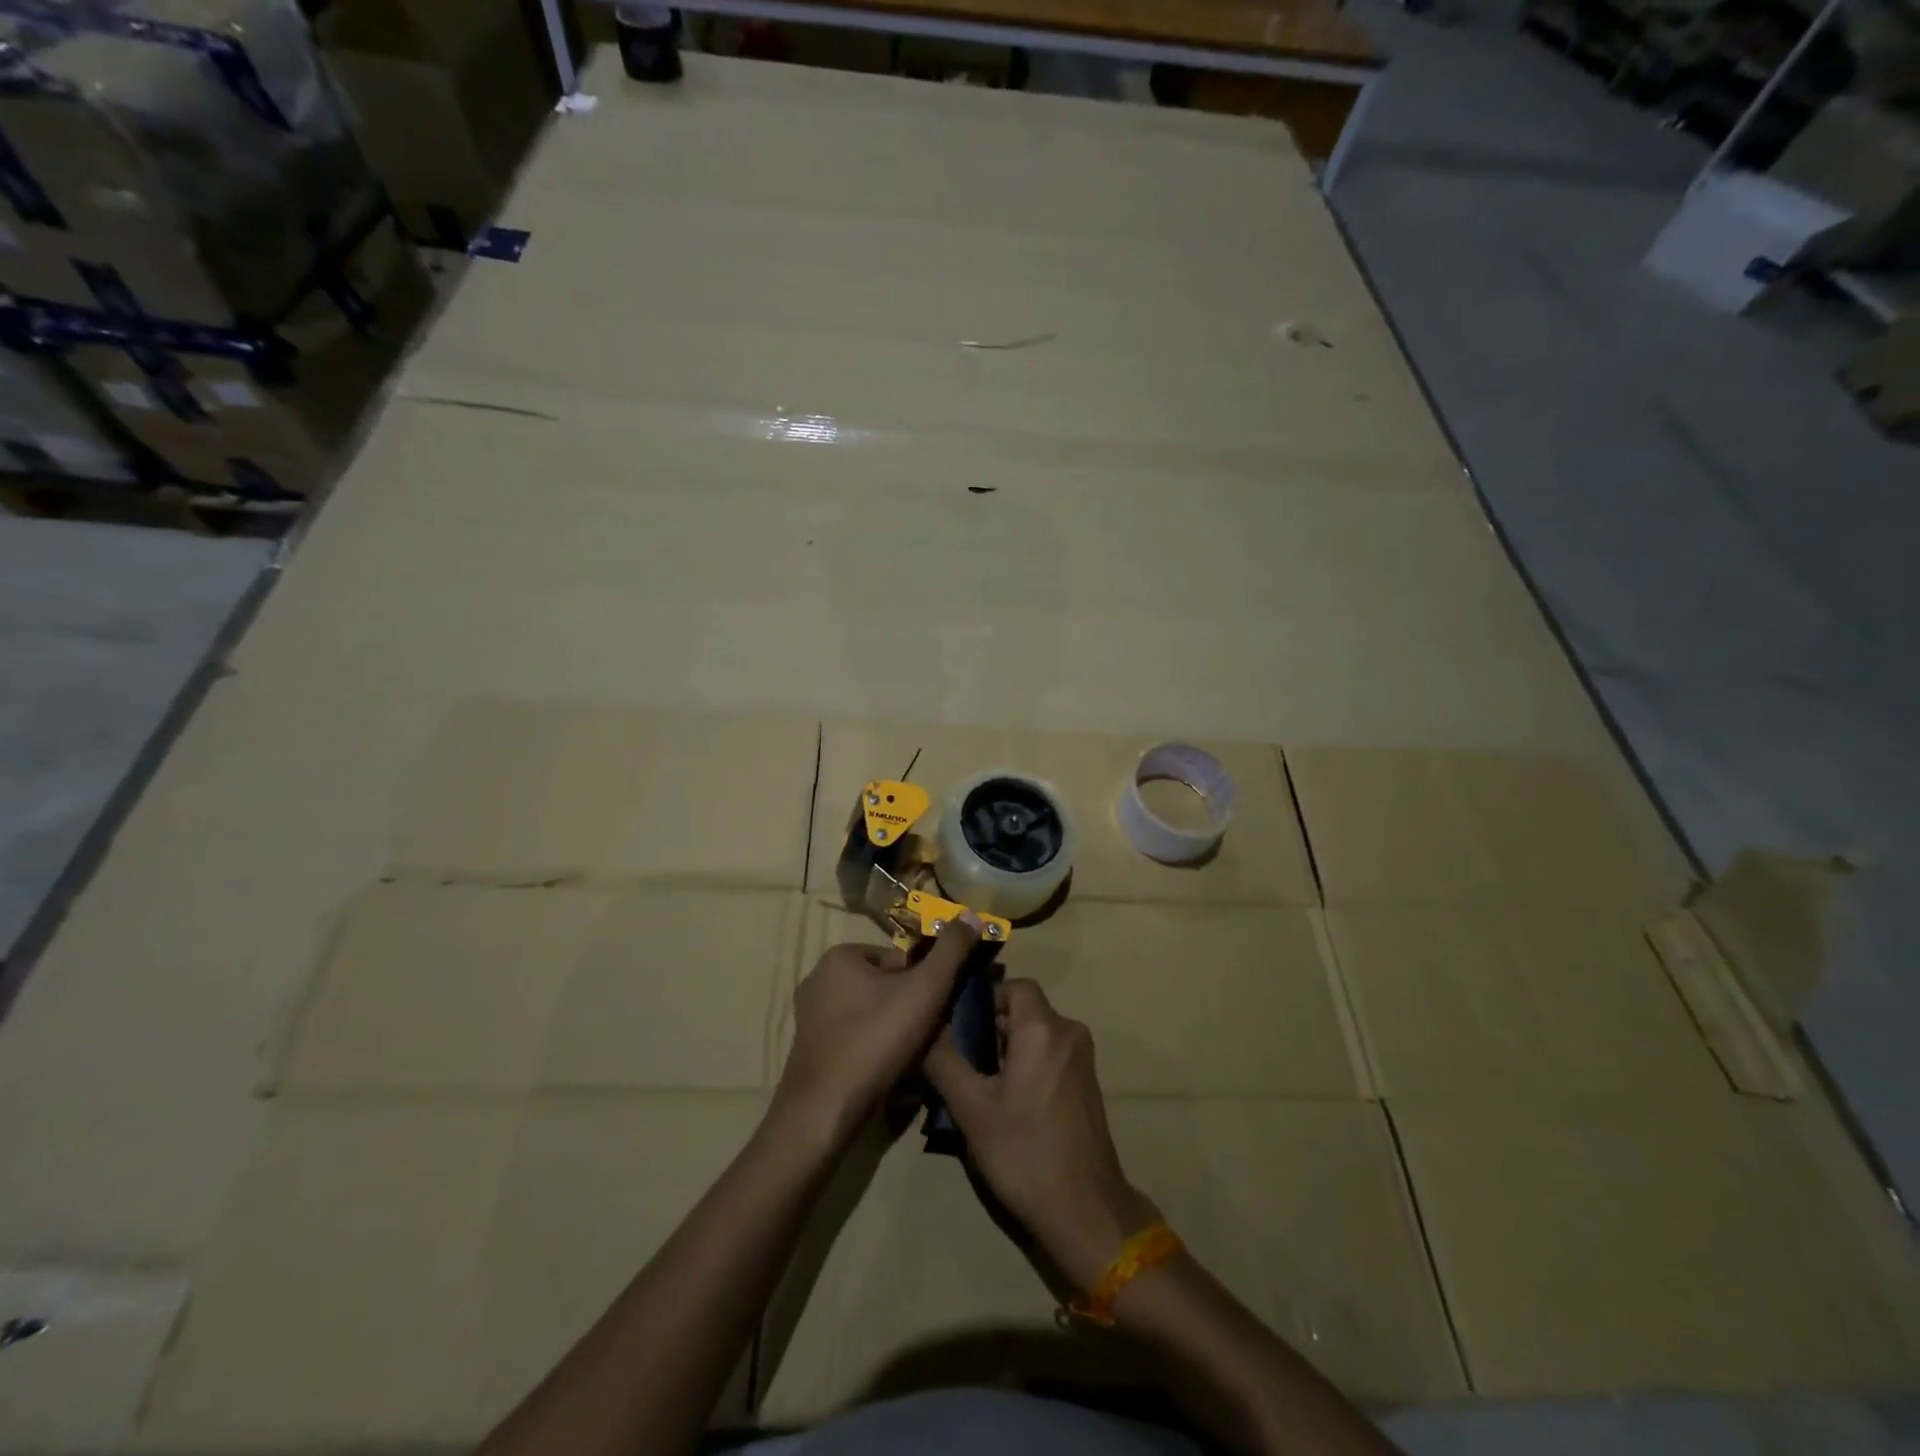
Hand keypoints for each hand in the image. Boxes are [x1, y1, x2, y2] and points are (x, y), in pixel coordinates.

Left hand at [776, 916, 981, 1148]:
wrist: (825, 1111)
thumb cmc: (876, 1040)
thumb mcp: (925, 989)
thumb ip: (951, 950)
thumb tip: (970, 914)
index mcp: (840, 956)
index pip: (900, 959)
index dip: (925, 984)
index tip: (937, 1011)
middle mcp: (818, 978)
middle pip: (885, 986)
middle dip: (909, 1007)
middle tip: (928, 1035)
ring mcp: (810, 1016)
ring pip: (871, 1013)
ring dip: (894, 1030)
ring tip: (911, 1057)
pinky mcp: (810, 1049)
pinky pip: (854, 1037)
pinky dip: (873, 1048)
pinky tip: (887, 1071)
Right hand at [924, 979, 1159, 1292]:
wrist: (1086, 1211)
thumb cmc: (1025, 1153)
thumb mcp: (972, 1108)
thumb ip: (944, 1060)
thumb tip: (925, 1027)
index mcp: (1044, 1028)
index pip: (1013, 986)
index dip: (983, 999)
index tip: (956, 1026)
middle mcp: (1068, 1033)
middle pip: (1021, 1011)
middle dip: (987, 1030)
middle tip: (957, 1061)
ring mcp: (1081, 1060)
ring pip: (1033, 1036)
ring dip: (1003, 1052)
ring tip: (973, 1087)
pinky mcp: (1085, 1085)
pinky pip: (1047, 1056)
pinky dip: (1023, 1067)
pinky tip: (1002, 1105)